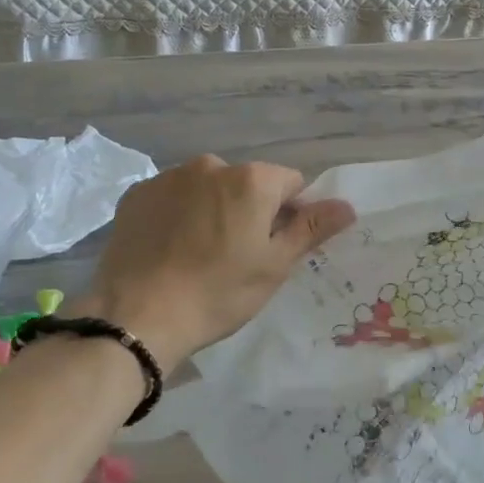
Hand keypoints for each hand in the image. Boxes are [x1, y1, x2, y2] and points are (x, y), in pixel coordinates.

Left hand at [68, 155, 354, 368]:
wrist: (137, 317)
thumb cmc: (218, 293)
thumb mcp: (274, 266)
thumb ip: (311, 229)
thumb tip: (347, 205)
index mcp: (252, 180)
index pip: (290, 183)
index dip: (289, 214)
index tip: (272, 247)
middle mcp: (211, 165)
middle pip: (247, 183)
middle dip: (248, 209)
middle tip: (236, 255)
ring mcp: (169, 177)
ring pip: (208, 188)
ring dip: (212, 209)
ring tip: (197, 254)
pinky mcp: (137, 194)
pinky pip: (172, 197)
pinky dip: (177, 214)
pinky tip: (168, 249)